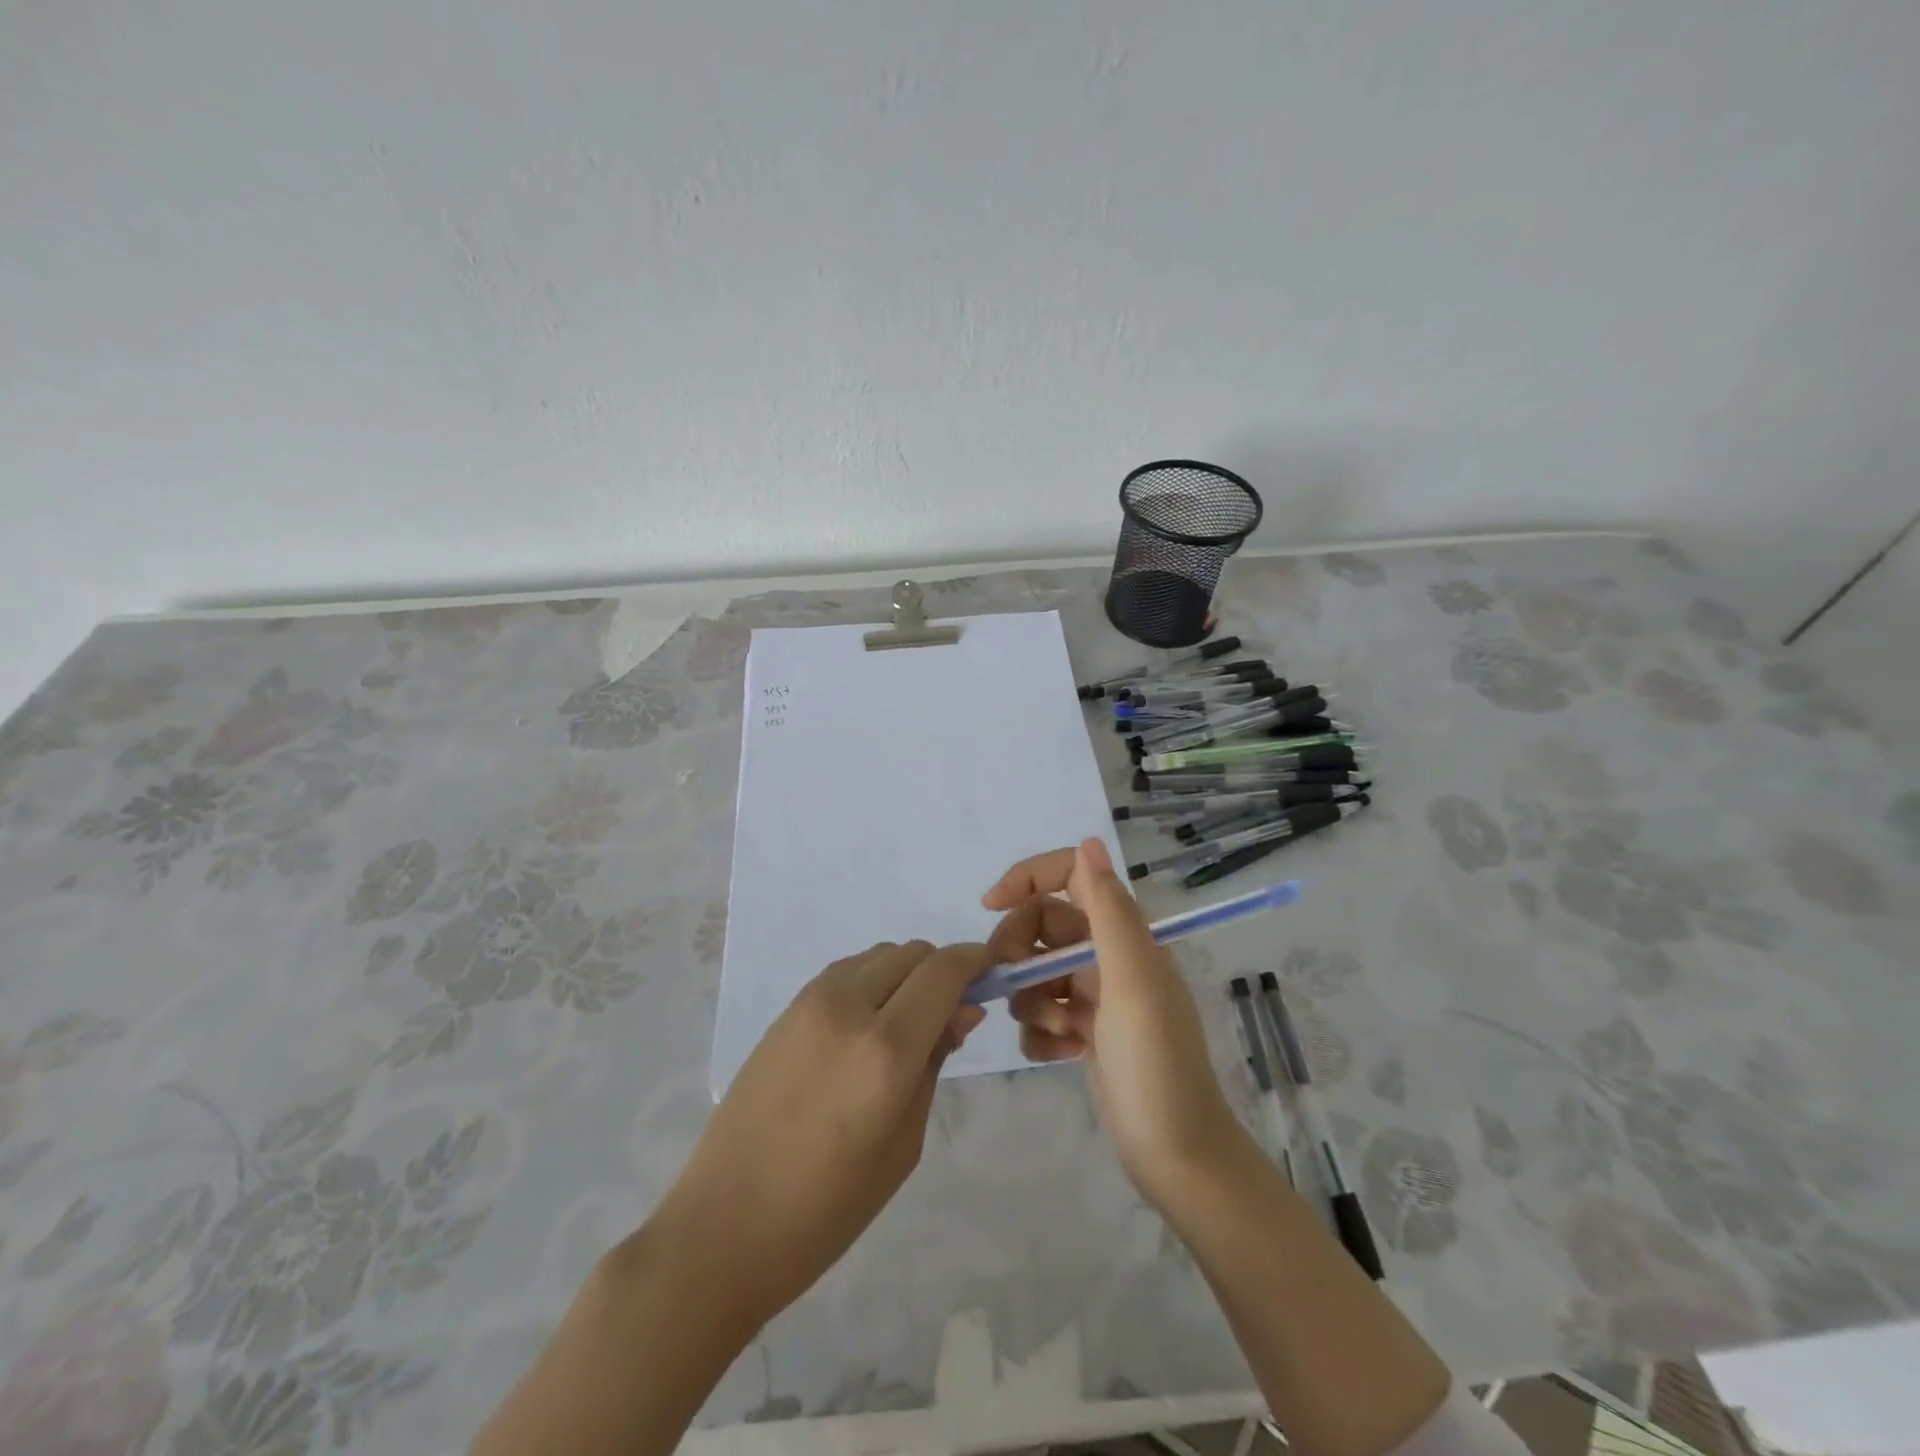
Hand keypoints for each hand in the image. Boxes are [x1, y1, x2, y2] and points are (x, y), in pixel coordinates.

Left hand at [657, 940, 990, 1330]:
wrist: (724, 1225)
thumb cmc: (828, 1208)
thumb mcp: (903, 1144)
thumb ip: (934, 1064)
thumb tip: (959, 1013)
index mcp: (885, 1049)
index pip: (944, 970)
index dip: (976, 960)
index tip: (993, 973)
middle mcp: (848, 1006)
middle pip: (912, 952)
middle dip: (942, 971)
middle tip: (951, 1015)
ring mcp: (810, 1002)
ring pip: (879, 955)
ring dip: (906, 973)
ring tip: (907, 1023)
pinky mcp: (786, 1010)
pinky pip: (846, 973)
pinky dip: (872, 981)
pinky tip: (868, 1026)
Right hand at [983, 838, 1243, 1201]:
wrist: (1177, 1159)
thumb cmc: (1155, 1065)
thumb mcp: (1132, 983)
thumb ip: (1109, 911)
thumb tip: (1088, 842)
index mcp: (1126, 934)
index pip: (1069, 877)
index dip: (1027, 878)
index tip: (989, 905)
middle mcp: (1110, 955)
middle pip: (1041, 925)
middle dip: (1020, 952)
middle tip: (1016, 987)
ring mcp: (1097, 995)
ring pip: (1036, 971)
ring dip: (1032, 999)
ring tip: (1056, 1032)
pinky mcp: (1085, 1032)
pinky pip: (1041, 1013)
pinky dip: (1041, 1032)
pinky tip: (1063, 1056)